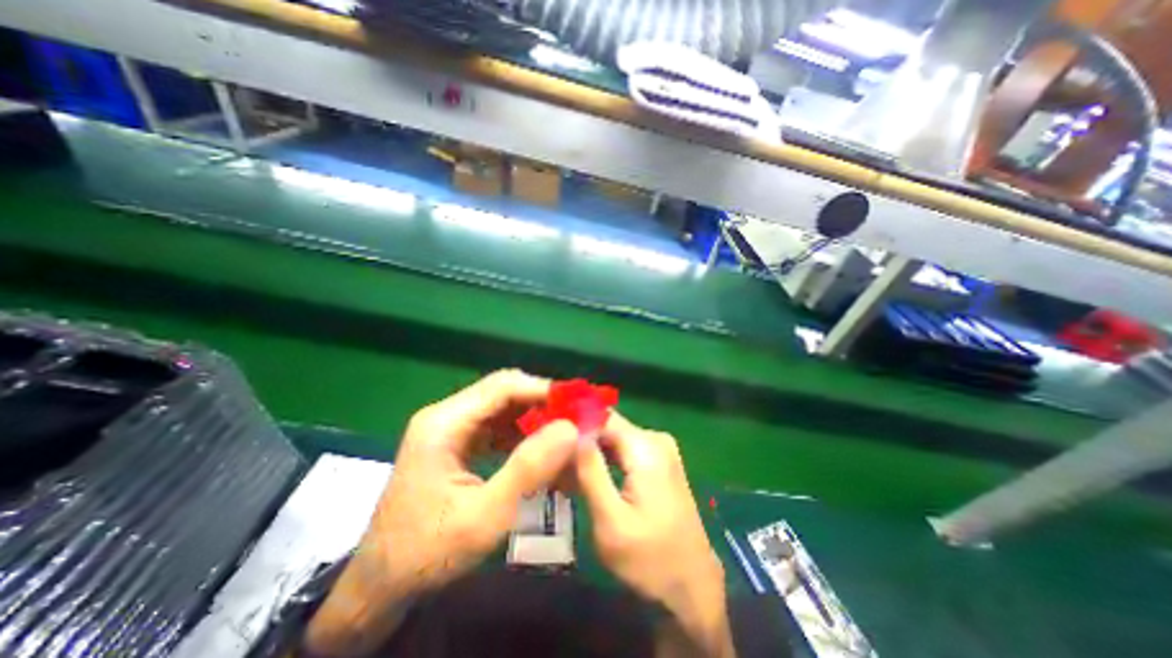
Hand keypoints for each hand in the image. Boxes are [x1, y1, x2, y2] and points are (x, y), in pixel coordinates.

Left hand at [304, 370, 574, 653]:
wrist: (381, 584)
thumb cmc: (427, 553)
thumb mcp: (484, 517)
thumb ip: (529, 470)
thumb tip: (571, 429)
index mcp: (444, 423)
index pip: (503, 387)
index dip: (543, 390)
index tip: (578, 405)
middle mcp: (446, 415)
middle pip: (503, 391)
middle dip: (542, 402)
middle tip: (575, 420)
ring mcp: (450, 427)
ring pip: (503, 406)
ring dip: (534, 417)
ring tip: (562, 435)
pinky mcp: (457, 440)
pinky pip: (497, 425)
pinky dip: (522, 433)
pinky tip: (539, 450)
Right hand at [575, 415, 729, 655]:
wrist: (692, 588)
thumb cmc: (649, 560)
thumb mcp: (610, 520)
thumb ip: (590, 471)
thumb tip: (573, 431)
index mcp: (646, 447)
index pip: (601, 417)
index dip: (574, 423)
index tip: (549, 438)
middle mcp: (655, 439)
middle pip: (607, 426)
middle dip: (580, 439)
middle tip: (553, 461)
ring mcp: (660, 449)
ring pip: (614, 438)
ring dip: (590, 451)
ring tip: (563, 470)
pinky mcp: (660, 462)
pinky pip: (624, 450)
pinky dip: (604, 460)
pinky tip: (586, 475)